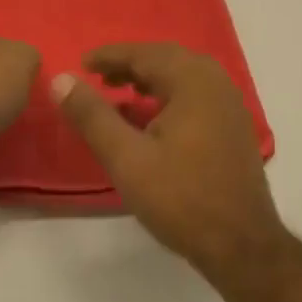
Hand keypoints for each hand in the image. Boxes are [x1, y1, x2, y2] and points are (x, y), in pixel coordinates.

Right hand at [54, 42, 284, 271]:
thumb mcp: (126, 157)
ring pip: (183, 78)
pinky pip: (195, 97)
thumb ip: (92, 115)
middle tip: (98, 76)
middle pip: (167, 60)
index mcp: (193, 82)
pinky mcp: (233, 130)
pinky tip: (149, 122)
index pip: (145, 54)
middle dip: (130, 64)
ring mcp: (230, 107)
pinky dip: (167, 97)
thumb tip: (61, 79)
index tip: (81, 63)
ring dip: (149, 80)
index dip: (110, 56)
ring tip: (118, 94)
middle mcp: (216, 85)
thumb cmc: (180, 198)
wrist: (241, 246)